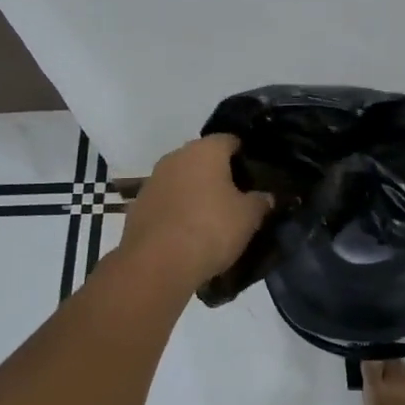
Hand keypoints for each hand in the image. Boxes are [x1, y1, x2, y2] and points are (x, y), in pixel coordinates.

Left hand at [118, 135, 272, 291]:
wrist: (157, 263)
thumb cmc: (211, 229)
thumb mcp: (249, 217)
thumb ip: (260, 201)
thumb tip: (265, 196)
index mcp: (205, 150)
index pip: (230, 140)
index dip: (244, 156)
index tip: (254, 176)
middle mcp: (176, 156)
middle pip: (203, 158)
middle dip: (218, 174)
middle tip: (236, 198)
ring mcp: (153, 180)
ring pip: (182, 179)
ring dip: (195, 192)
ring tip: (211, 218)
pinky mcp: (138, 205)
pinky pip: (166, 201)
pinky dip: (177, 210)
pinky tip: (187, 232)